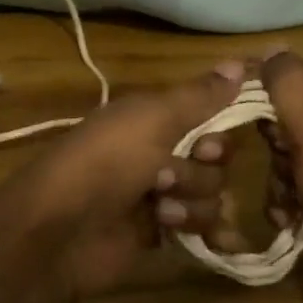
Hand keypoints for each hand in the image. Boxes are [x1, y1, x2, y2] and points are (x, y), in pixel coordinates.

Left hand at [10, 62, 249, 299]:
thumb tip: (242, 62)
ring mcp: (160, 196)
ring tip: (158, 211)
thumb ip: (199, 96)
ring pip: (211, 195)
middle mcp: (159, 153)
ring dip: (191, 203)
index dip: (217, 132)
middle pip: (215, 159)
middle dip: (199, 171)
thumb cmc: (105, 162)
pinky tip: (207, 240)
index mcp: (153, 119)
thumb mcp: (152, 118)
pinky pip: (202, 228)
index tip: (205, 144)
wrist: (60, 231)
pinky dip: (205, 231)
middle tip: (165, 179)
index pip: (209, 117)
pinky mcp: (161, 234)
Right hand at [259, 50, 302, 280]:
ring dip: (280, 179)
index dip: (268, 100)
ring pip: (292, 156)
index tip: (245, 122)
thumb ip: (289, 85)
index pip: (300, 82)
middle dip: (277, 148)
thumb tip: (271, 47)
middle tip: (283, 166)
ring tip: (288, 201)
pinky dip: (290, 199)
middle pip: (294, 121)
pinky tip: (290, 217)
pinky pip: (302, 184)